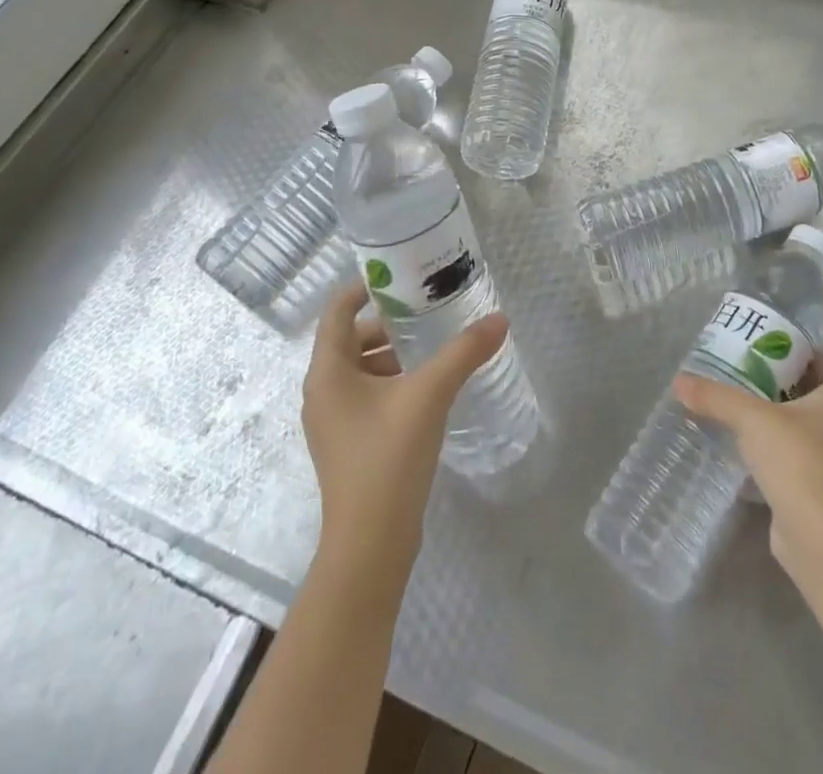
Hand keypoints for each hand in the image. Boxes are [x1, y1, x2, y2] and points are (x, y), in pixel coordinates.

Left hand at [302, 284, 506, 582]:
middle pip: (350, 338)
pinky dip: (391, 381)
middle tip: (428, 310)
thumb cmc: (388, 458)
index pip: (337, 310)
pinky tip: (426, 388)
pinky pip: (366, 395)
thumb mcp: (430, 395)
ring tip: (433, 346)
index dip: (365, 287)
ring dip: (392, 353)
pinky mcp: (347, 443)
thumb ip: (464, 352)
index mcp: (328, 372)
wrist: (370, 545)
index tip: (402, 276)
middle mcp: (322, 391)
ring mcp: (332, 421)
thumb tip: (500, 319)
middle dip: (388, 322)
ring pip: (360, 369)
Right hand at [673, 305, 822, 564]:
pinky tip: (755, 423)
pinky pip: (805, 438)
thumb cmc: (802, 462)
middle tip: (776, 339)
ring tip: (758, 375)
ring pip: (819, 410)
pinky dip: (785, 424)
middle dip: (809, 357)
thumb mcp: (754, 420)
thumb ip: (717, 398)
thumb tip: (679, 382)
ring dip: (794, 392)